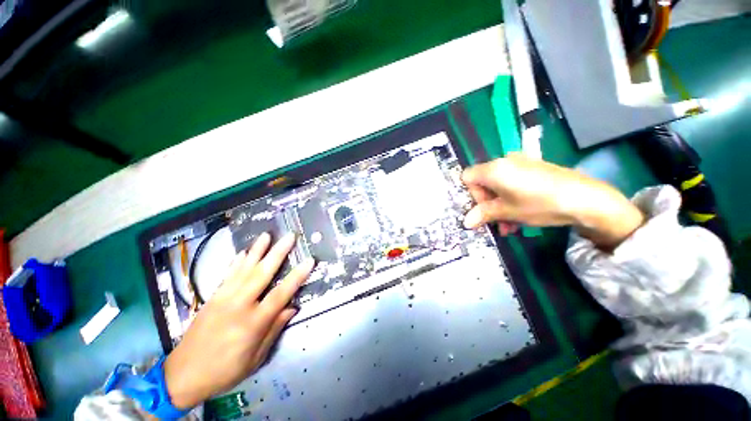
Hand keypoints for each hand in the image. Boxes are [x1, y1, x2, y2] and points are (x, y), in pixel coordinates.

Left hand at [163, 232, 313, 408]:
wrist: (182, 376)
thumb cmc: (224, 371)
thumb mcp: (255, 358)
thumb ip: (274, 330)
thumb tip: (292, 308)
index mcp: (252, 324)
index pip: (280, 294)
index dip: (297, 276)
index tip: (309, 260)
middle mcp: (238, 306)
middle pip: (262, 274)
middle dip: (278, 253)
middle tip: (290, 237)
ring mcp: (223, 299)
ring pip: (244, 269)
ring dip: (257, 250)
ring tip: (267, 235)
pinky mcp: (212, 298)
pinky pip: (227, 275)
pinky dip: (237, 262)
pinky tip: (244, 251)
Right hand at [462, 153, 643, 247]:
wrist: (585, 198)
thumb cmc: (539, 203)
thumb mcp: (507, 212)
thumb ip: (483, 214)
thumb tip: (465, 222)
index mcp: (493, 169)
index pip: (467, 178)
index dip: (471, 195)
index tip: (482, 210)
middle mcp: (504, 161)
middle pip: (483, 182)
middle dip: (487, 204)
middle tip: (495, 222)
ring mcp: (520, 163)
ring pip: (498, 185)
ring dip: (499, 205)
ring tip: (509, 225)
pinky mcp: (533, 168)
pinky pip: (512, 182)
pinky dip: (511, 197)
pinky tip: (520, 214)